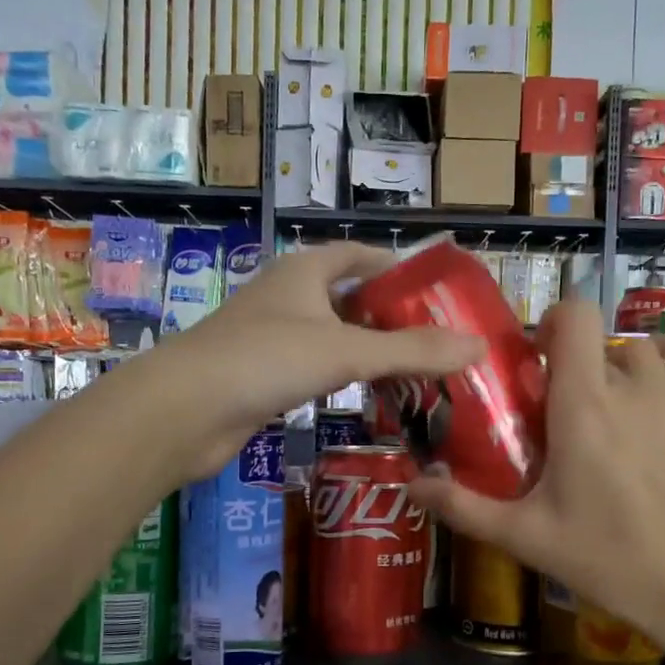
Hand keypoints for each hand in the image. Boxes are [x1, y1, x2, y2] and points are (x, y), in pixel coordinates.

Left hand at [153, 242, 484, 480]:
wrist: (184, 410)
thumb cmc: (266, 360)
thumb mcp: (347, 350)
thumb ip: (412, 351)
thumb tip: (479, 346)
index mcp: (304, 270)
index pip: (358, 254)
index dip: (395, 266)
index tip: (433, 289)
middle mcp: (286, 296)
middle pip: (348, 297)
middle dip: (388, 315)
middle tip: (435, 339)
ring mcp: (270, 336)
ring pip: (331, 336)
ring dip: (366, 350)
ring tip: (413, 370)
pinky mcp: (260, 375)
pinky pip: (313, 368)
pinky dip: (341, 378)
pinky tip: (365, 397)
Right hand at [408, 300, 664, 659]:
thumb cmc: (609, 560)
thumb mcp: (526, 537)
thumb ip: (463, 506)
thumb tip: (410, 485)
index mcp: (582, 407)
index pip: (575, 317)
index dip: (551, 320)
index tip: (533, 356)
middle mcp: (631, 390)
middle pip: (600, 342)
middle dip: (573, 361)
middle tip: (555, 405)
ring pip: (642, 352)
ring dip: (617, 363)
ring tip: (603, 401)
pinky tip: (661, 372)